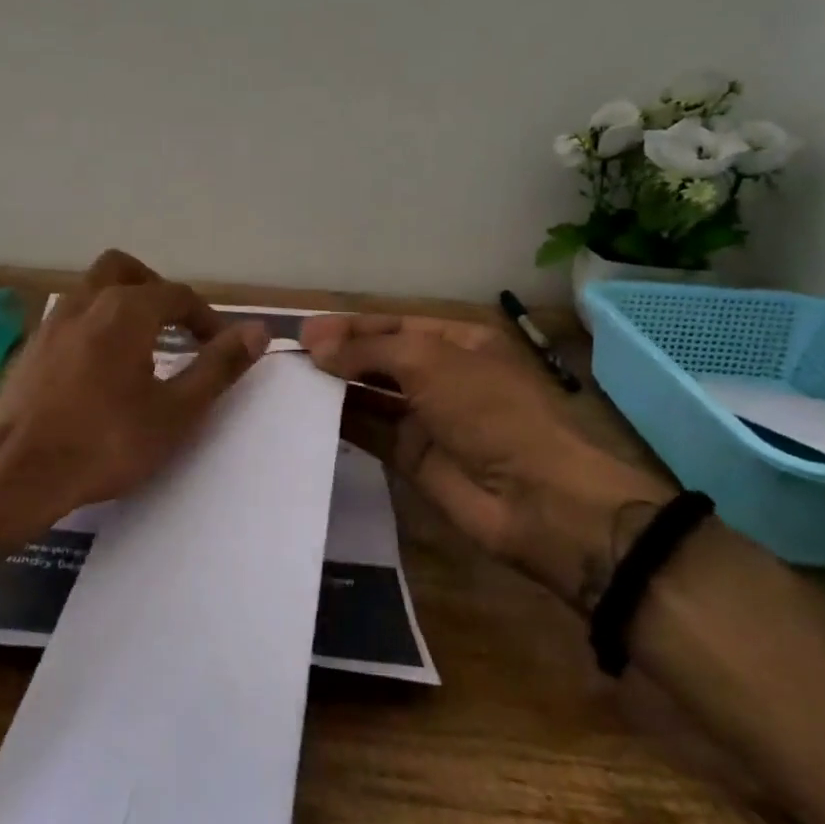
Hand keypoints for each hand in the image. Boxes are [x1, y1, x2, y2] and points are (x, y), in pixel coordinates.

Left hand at [0, 250, 267, 541]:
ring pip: (91, 291)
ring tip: (141, 349)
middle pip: (125, 270)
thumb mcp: (175, 412)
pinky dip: (94, 326)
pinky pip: (70, 319)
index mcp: (125, 310)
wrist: (15, 473)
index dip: (205, 317)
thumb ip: (218, 367)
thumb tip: (258, 330)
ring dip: (122, 306)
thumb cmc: (104, 443)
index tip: (218, 345)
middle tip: (174, 327)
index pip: (176, 295)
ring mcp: (50, 323)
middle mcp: (85, 303)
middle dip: (155, 290)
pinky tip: (99, 370)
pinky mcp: (29, 349)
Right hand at [301, 313, 672, 610]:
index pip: (392, 325)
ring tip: (289, 382)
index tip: (304, 332)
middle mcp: (440, 375)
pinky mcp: (411, 457)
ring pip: (370, 395)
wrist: (534, 498)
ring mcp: (426, 418)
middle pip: (379, 358)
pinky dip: (340, 422)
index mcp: (457, 342)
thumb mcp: (429, 362)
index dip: (349, 326)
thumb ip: (369, 351)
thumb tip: (316, 347)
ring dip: (334, 387)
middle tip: (290, 358)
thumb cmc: (489, 411)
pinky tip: (306, 414)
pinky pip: (369, 432)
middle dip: (338, 355)